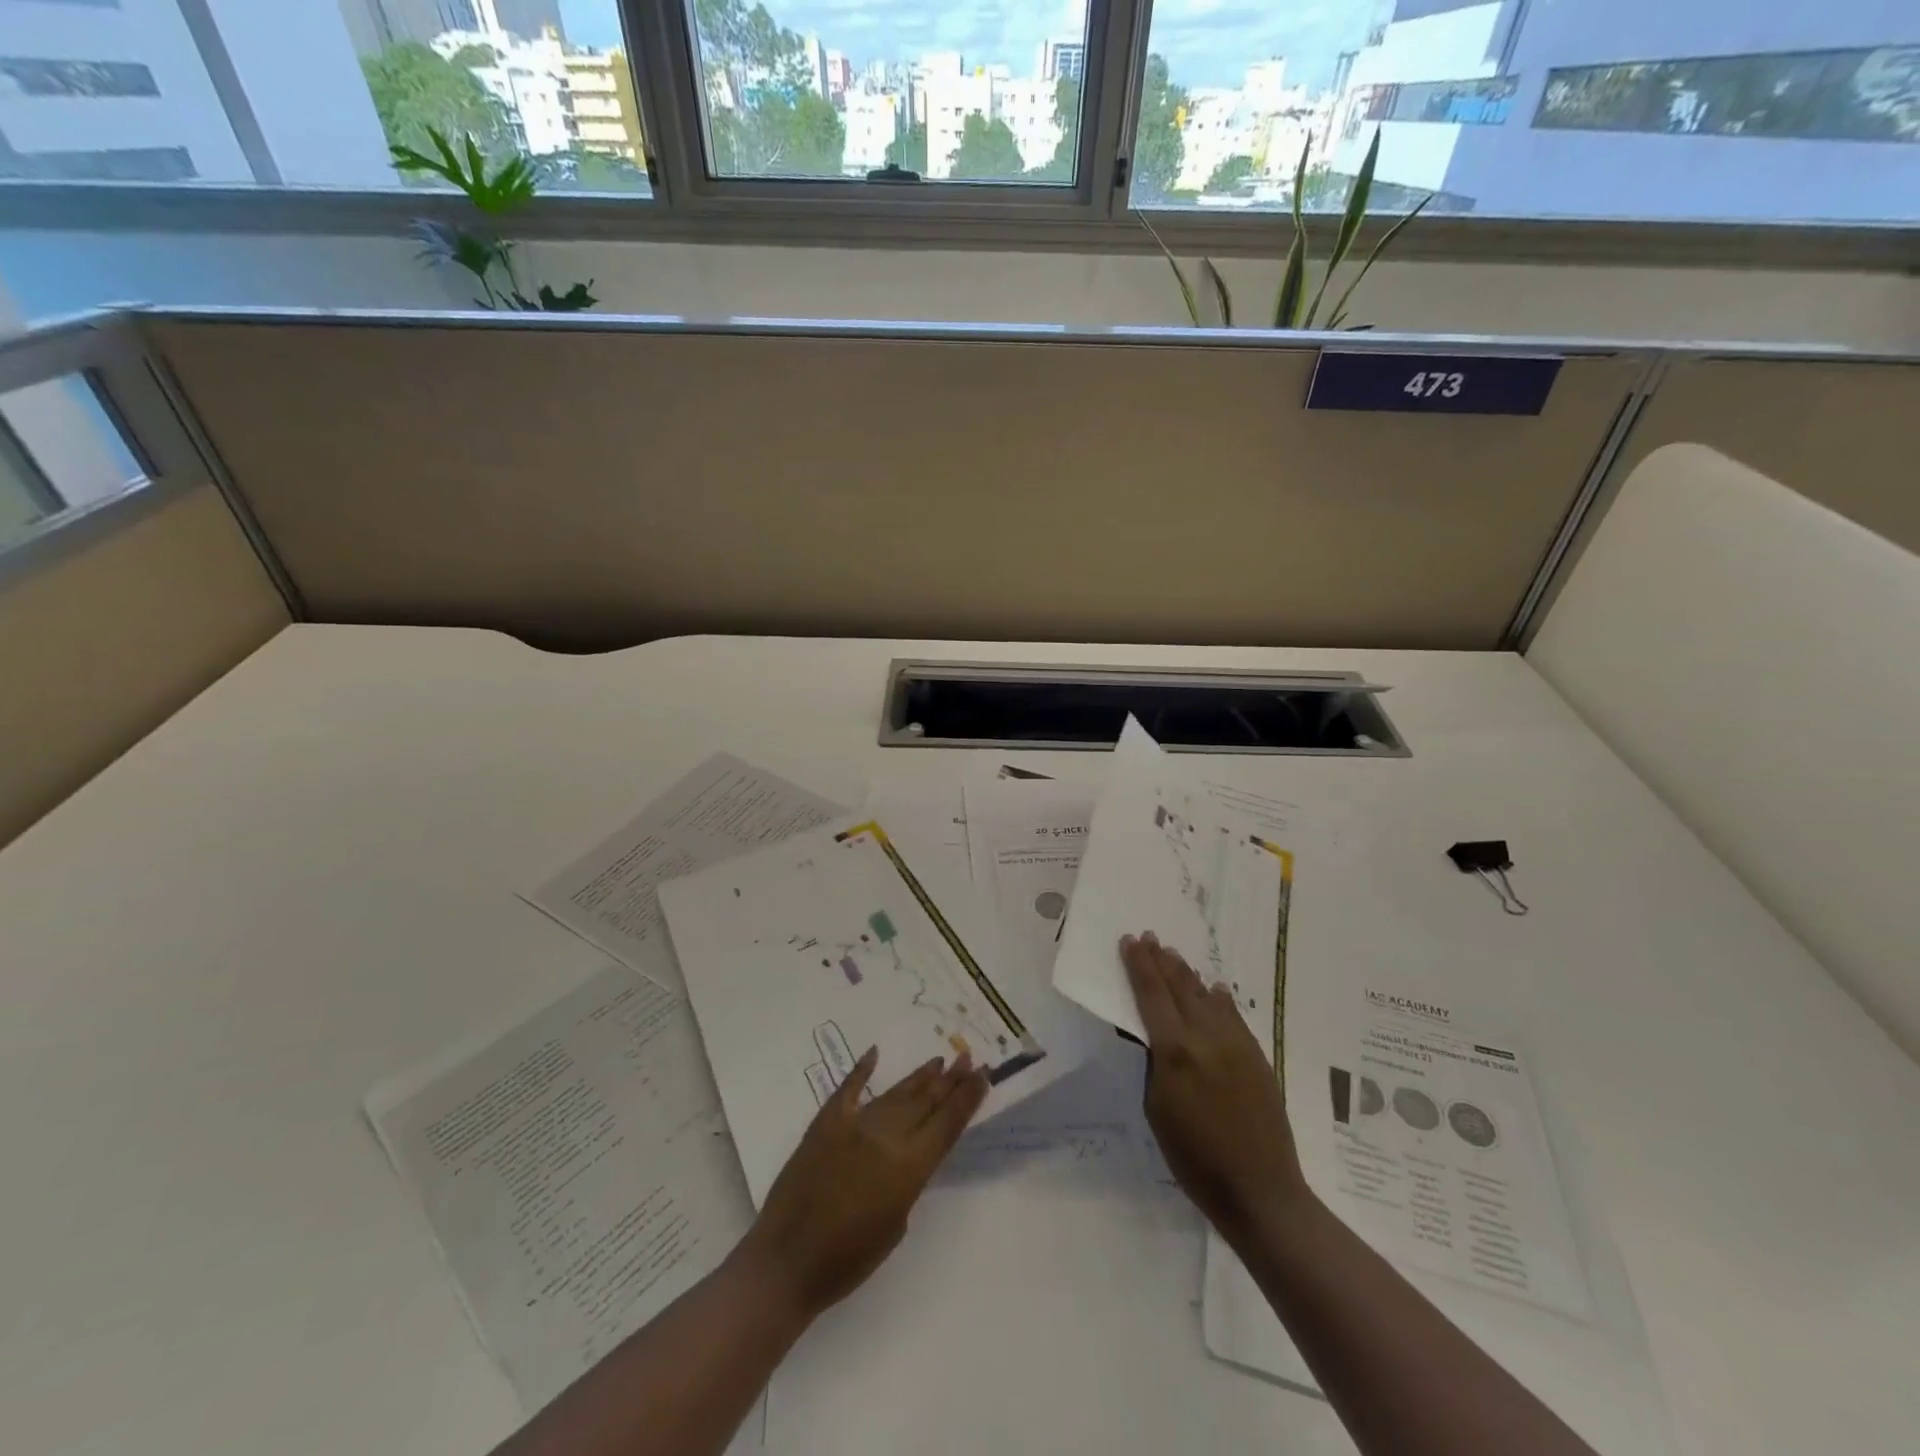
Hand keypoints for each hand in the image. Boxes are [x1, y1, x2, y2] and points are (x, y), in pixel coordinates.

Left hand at [737, 1046, 987, 1327]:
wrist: (787, 1262)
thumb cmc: (848, 1261)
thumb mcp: (895, 1226)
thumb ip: (907, 1182)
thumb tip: (905, 1155)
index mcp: (909, 1167)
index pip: (948, 1123)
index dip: (968, 1098)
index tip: (983, 1075)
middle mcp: (887, 1137)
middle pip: (927, 1101)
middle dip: (950, 1080)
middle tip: (968, 1058)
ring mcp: (855, 1125)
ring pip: (896, 1093)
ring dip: (919, 1077)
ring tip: (938, 1061)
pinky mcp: (826, 1123)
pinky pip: (849, 1089)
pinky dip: (862, 1070)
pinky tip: (874, 1054)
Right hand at [1121, 932, 1310, 1248]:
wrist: (1261, 1191)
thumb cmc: (1194, 1158)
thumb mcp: (1157, 1109)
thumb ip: (1154, 1062)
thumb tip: (1152, 1033)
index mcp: (1175, 1051)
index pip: (1151, 995)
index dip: (1138, 965)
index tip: (1129, 941)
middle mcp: (1206, 1037)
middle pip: (1180, 987)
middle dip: (1161, 960)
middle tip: (1148, 937)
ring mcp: (1236, 1044)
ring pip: (1207, 996)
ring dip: (1187, 973)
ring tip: (1173, 955)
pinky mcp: (1257, 1056)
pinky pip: (1233, 1015)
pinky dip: (1219, 998)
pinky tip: (1214, 988)